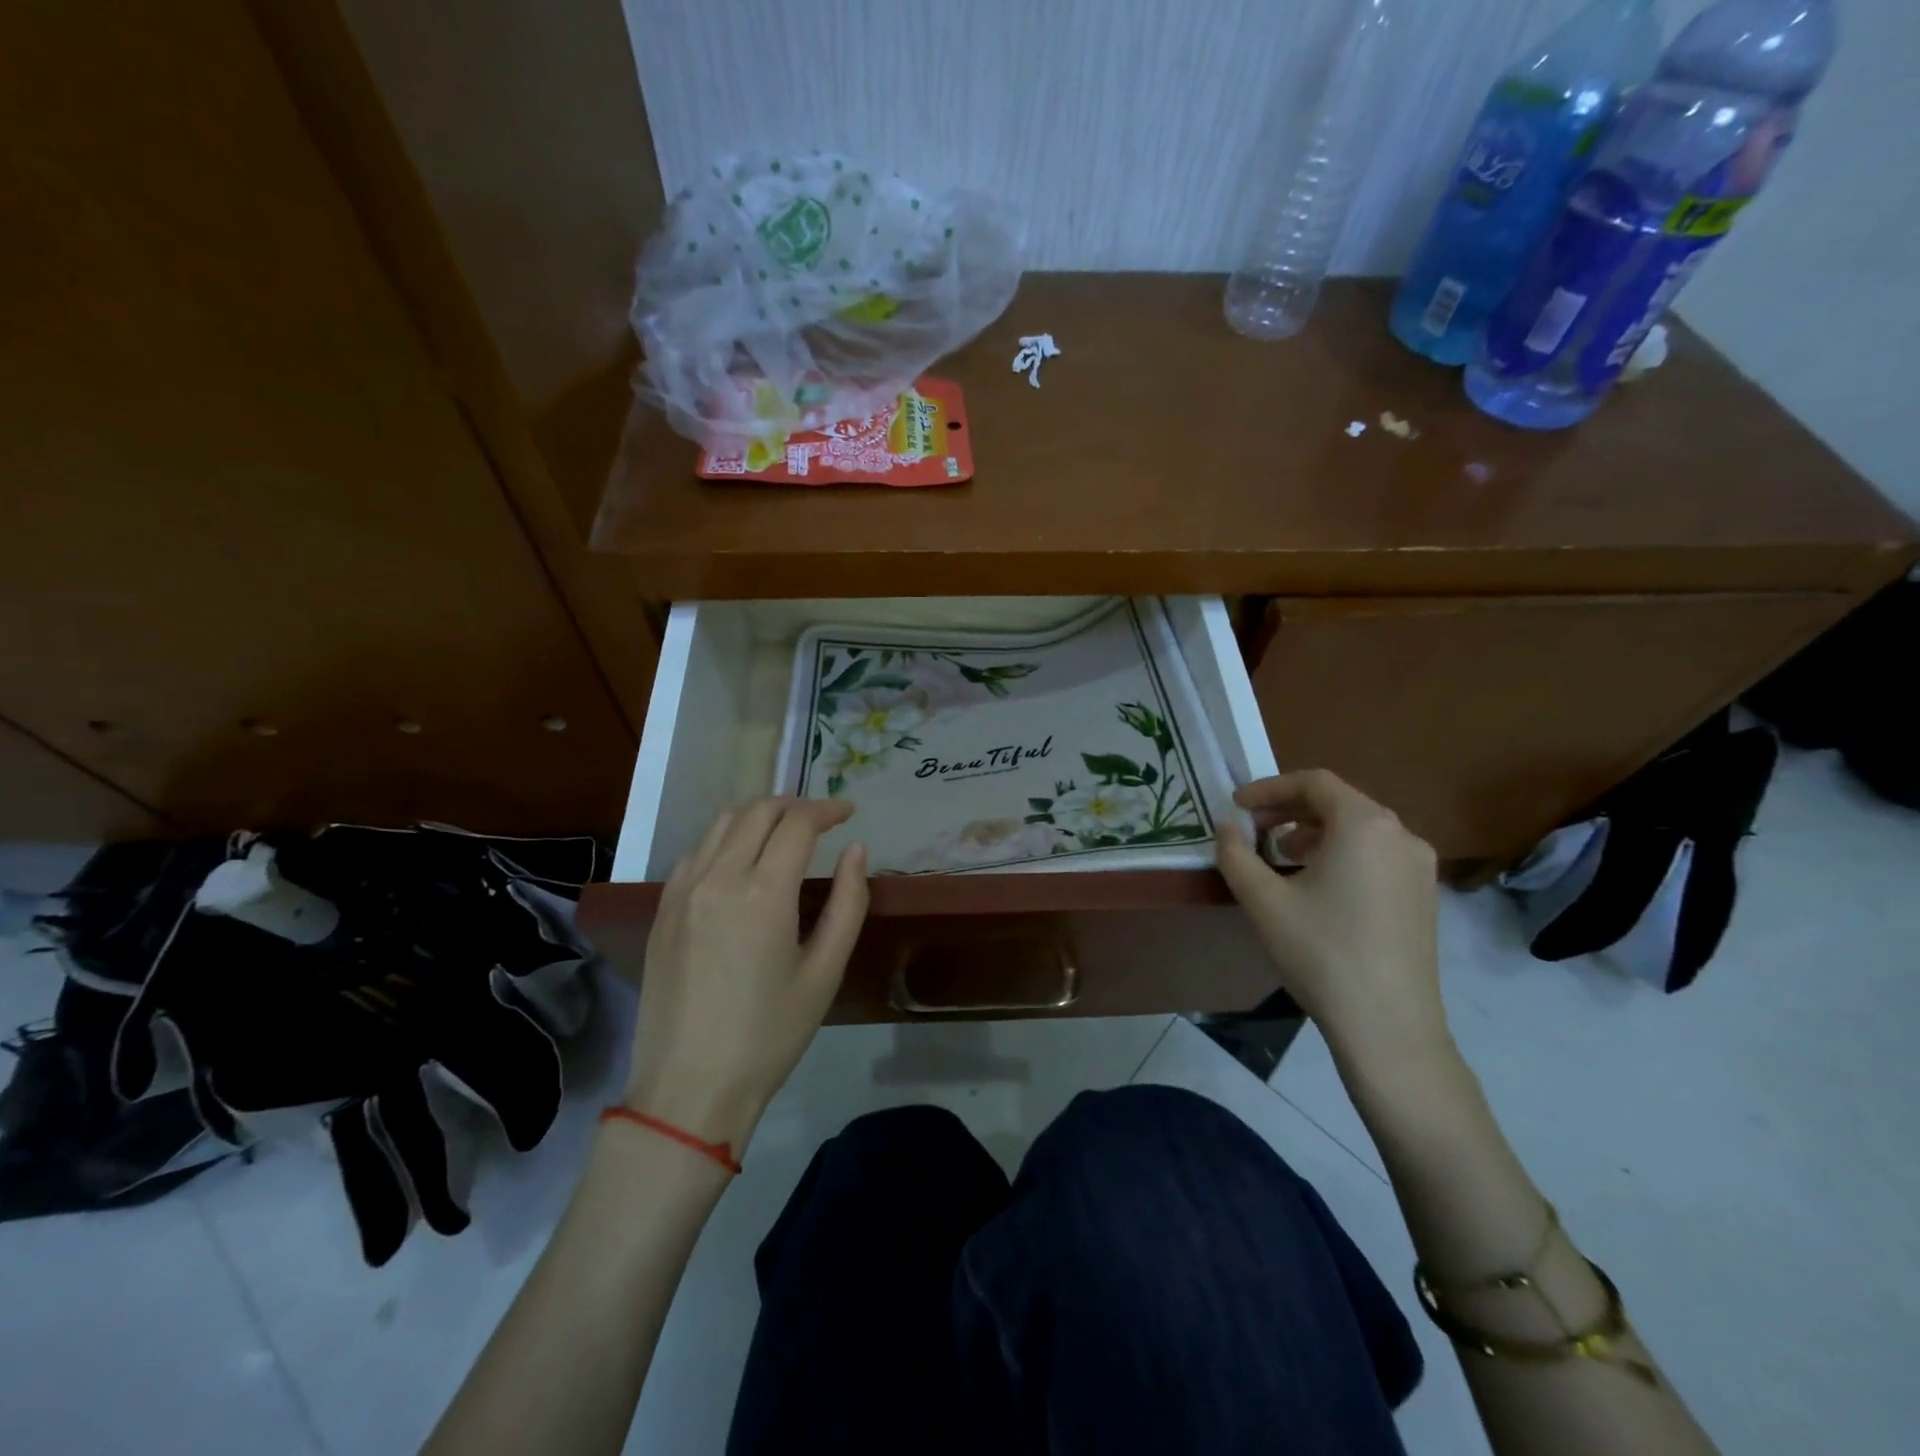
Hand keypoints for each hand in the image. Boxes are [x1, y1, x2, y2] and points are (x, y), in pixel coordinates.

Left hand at [623, 799, 868, 1152]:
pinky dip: (725, 837)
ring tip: (784, 829)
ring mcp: (682, 890)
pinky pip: (696, 850)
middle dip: (795, 804)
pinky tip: (741, 858)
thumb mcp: (824, 972)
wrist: (688, 1088)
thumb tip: (856, 850)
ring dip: (758, 814)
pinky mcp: (662, 909)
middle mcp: (718, 876)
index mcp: (763, 891)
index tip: (848, 812)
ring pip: (721, 823)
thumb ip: (847, 903)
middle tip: (822, 819)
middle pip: (758, 811)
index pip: (798, 823)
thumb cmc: (768, 1035)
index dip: (827, 809)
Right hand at [1216, 770, 1449, 1076]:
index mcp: (1364, 825)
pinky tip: (1317, 885)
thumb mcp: (1263, 900)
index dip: (1268, 788)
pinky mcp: (1424, 896)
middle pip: (1339, 802)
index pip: (1313, 782)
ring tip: (1280, 856)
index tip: (1235, 806)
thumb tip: (1226, 827)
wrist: (1388, 1026)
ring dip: (1314, 832)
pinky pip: (1377, 854)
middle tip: (1252, 830)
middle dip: (1289, 810)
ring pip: (1359, 829)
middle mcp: (1400, 835)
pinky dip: (1341, 853)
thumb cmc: (1320, 952)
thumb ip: (1236, 854)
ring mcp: (1419, 867)